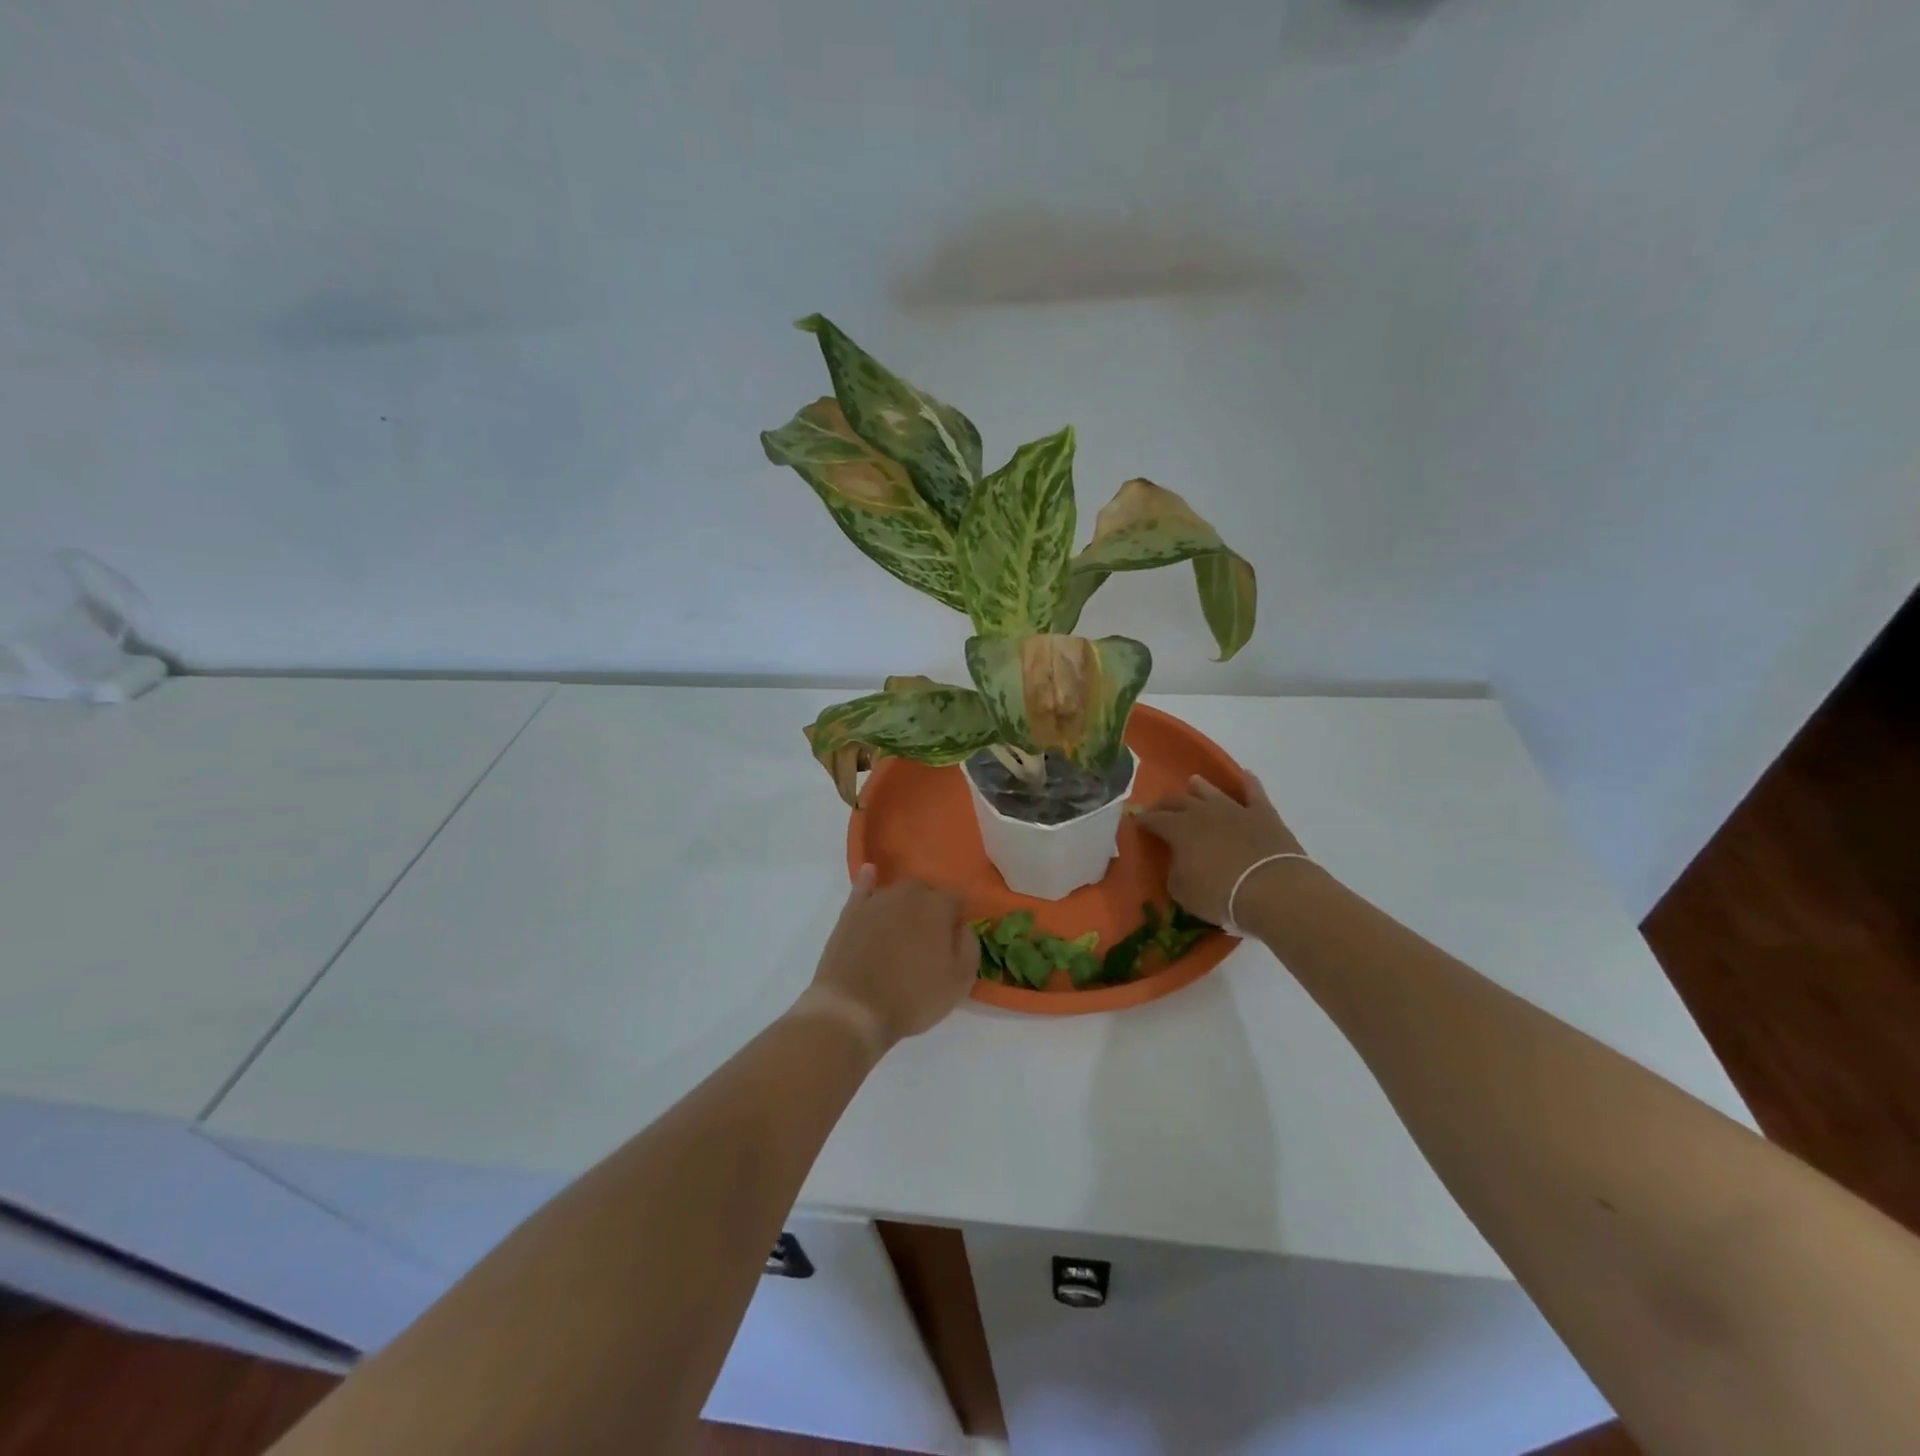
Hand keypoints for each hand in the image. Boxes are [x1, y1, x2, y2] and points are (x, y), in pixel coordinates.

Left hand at [795, 866, 978, 1056]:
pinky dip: (868, 881)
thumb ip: (970, 945)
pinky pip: (862, 887)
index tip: (954, 939)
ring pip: (898, 893)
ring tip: (903, 931)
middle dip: (931, 909)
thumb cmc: (913, 998)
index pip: (957, 899)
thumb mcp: (960, 981)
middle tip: (929, 939)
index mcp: (938, 906)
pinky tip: (871, 874)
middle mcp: (908, 894)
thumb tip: (963, 926)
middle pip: (927, 892)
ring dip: (905, 905)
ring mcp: (876, 900)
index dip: (958, 918)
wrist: (853, 1010)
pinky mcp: (850, 912)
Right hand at [1136, 773, 1308, 926]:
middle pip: (1178, 801)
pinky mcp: (1263, 814)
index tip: (1137, 821)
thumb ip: (1176, 872)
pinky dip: (1248, 782)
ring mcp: (1234, 809)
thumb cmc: (1220, 894)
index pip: (1154, 819)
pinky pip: (1254, 791)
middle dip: (1165, 804)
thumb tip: (1179, 863)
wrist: (1272, 889)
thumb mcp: (1183, 891)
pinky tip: (1245, 775)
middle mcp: (1202, 812)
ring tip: (1193, 783)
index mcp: (1178, 829)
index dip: (1144, 820)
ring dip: (1200, 788)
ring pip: (1211, 791)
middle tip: (1159, 808)